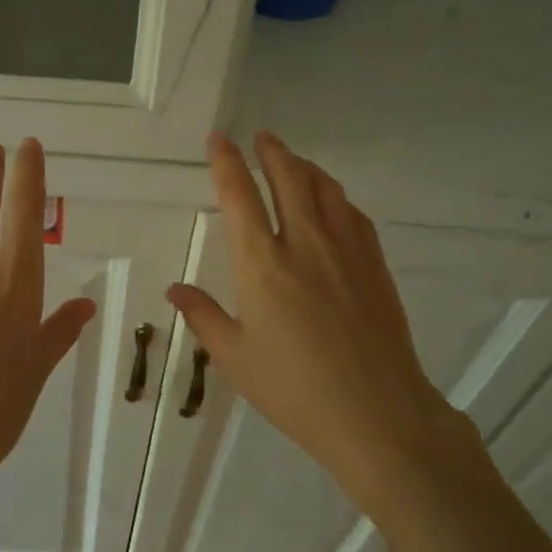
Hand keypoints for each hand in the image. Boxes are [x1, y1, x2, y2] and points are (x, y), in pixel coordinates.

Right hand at [166, 133, 485, 506]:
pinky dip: (336, 197)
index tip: (219, 140)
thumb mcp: (235, 358)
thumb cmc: (294, 390)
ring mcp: (345, 250)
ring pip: (325, 189)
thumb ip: (204, 316)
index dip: (226, 162)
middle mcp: (304, 243)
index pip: (240, 195)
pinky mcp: (374, 265)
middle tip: (261, 137)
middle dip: (272, 151)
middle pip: (289, 178)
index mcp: (261, 264)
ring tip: (293, 161)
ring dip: (305, 167)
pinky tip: (333, 203)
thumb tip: (175, 288)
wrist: (377, 413)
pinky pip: (353, 214)